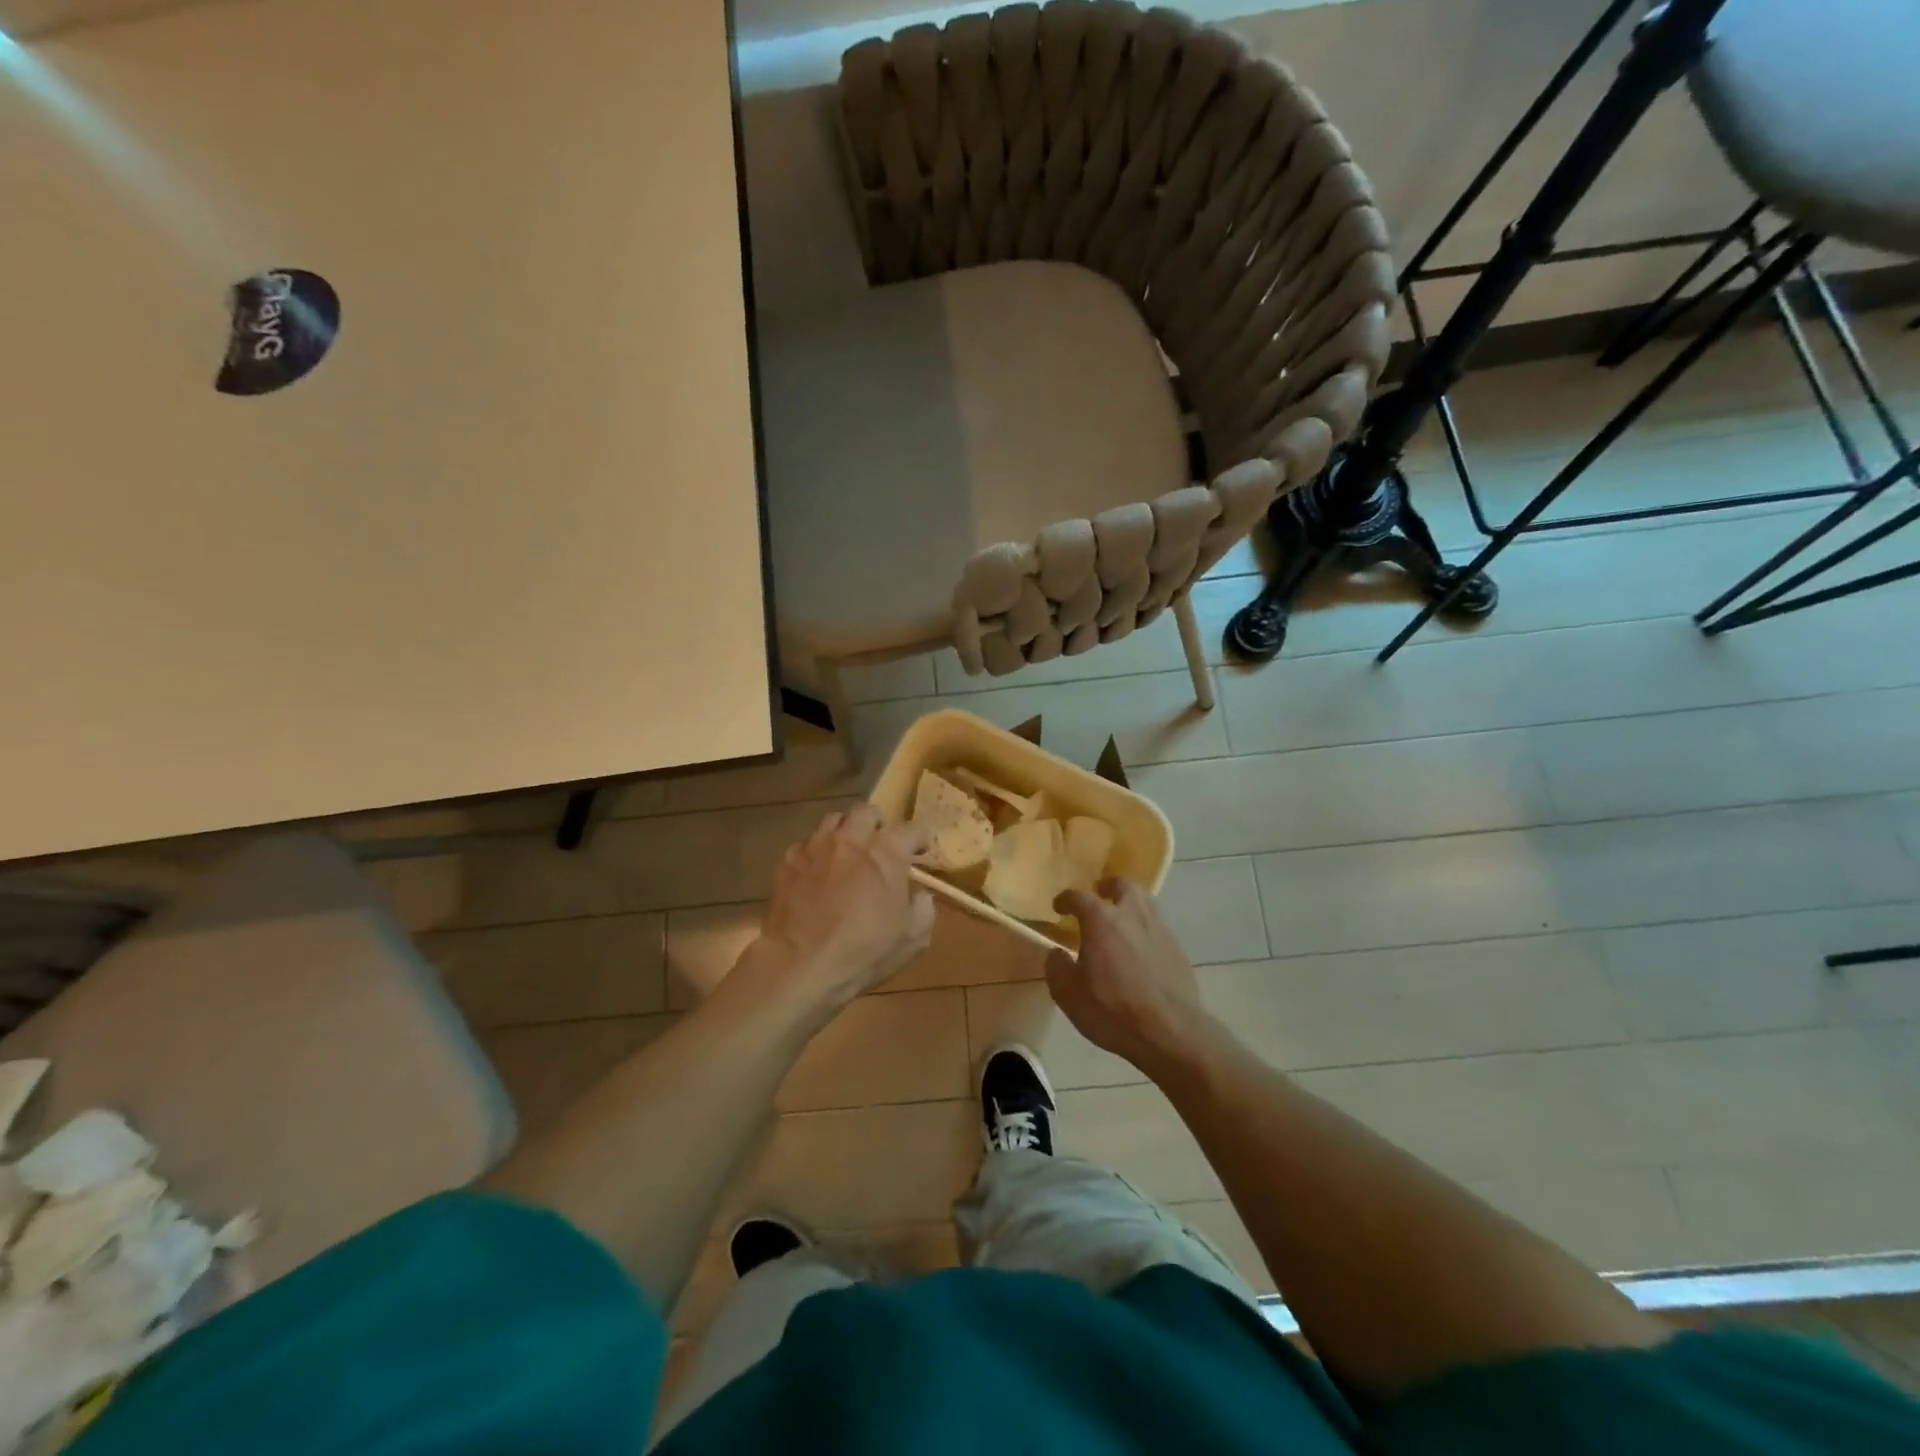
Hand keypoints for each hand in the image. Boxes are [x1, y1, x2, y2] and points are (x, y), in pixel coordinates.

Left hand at [753, 804, 934, 1012]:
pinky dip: (817, 853)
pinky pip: (807, 844)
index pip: (913, 829)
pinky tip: (817, 874)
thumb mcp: (913, 938)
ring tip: (847, 853)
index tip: (921, 852)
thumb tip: (919, 895)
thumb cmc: (864, 951)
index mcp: (888, 851)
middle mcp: (852, 837)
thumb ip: (923, 908)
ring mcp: (817, 845)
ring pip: (834, 820)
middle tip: (880, 845)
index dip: (920, 839)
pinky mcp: (788, 860)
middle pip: (867, 812)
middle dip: (878, 824)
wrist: (801, 964)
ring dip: (846, 832)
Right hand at [1048, 878, 1214, 1076]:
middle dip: (1108, 886)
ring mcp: (1159, 930)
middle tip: (1099, 895)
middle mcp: (1133, 915)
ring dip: (1130, 902)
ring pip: (1145, 901)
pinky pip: (1157, 926)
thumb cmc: (1113, 1010)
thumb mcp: (1069, 994)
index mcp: (1102, 920)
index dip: (1066, 899)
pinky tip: (1139, 948)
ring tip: (1120, 918)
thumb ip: (1057, 968)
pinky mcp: (1178, 949)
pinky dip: (1144, 928)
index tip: (1059, 907)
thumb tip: (1058, 953)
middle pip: (1123, 884)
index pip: (1079, 896)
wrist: (1171, 1032)